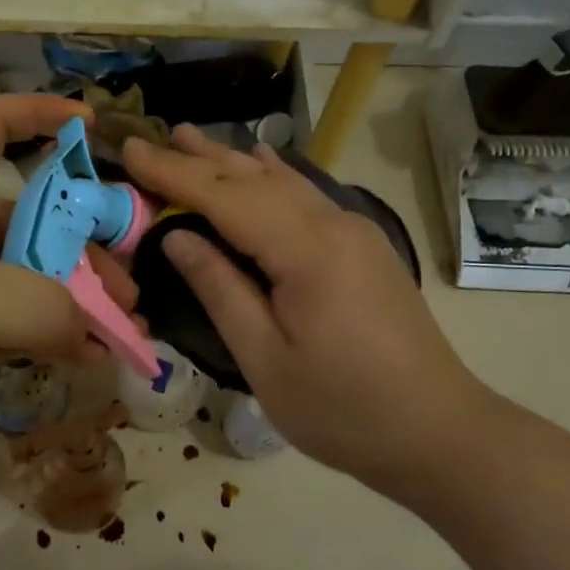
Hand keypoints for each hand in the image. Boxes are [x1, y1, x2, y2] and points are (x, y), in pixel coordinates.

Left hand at [0, 96, 135, 469]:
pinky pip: (16, 327)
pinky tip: (89, 360)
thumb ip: (42, 306)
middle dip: (86, 248)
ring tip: (121, 332)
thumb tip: (93, 332)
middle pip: (33, 219)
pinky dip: (53, 339)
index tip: (92, 125)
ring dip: (77, 303)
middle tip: (128, 291)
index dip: (39, 112)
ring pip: (31, 279)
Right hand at [121, 127, 484, 487]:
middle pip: (254, 179)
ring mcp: (355, 232)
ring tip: (191, 139)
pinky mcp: (364, 246)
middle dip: (198, 158)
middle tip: (150, 138)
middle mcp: (333, 225)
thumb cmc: (344, 410)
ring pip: (283, 181)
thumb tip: (177, 237)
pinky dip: (272, 176)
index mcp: (307, 251)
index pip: (225, 197)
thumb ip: (220, 291)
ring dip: (232, 160)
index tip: (131, 150)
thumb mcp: (267, 361)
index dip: (174, 173)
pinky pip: (306, 196)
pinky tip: (261, 161)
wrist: (439, 431)